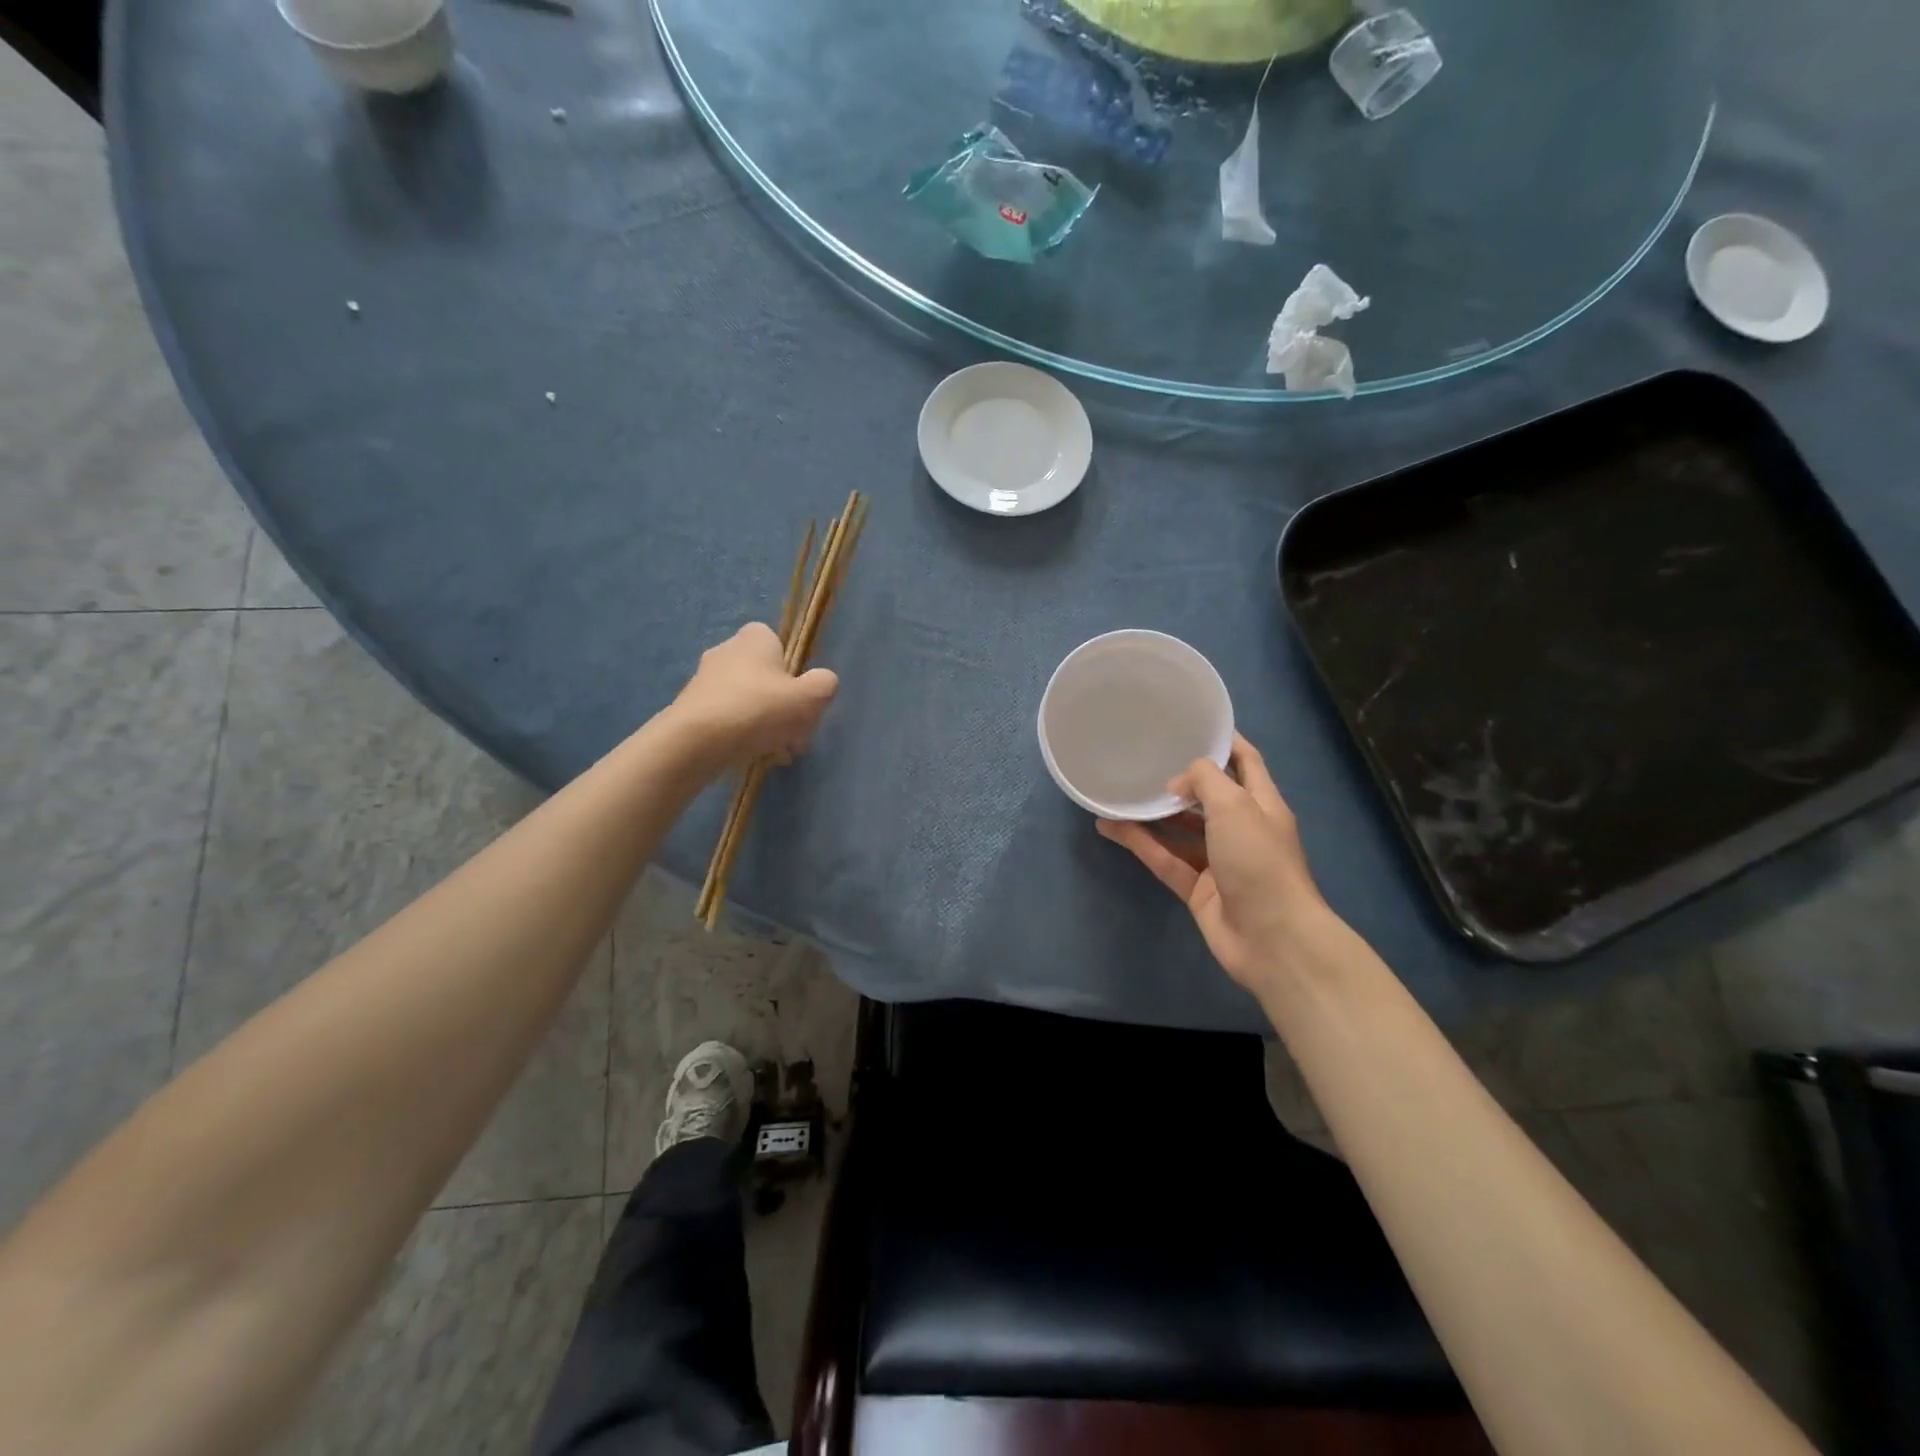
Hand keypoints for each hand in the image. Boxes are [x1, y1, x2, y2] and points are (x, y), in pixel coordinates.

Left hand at [670, 623, 838, 765]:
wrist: (696, 741)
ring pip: (746, 701)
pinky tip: (749, 756)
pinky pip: (725, 719)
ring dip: (763, 724)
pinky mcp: (689, 708)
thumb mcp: (811, 697)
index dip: (794, 672)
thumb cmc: (759, 709)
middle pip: (764, 677)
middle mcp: (726, 650)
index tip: (801, 699)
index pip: (779, 645)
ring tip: (775, 753)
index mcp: (754, 638)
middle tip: (795, 735)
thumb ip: (825, 684)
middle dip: (781, 706)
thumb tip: (822, 683)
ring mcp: (703, 680)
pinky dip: (739, 735)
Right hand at [1098, 735, 1326, 992]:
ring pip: (1180, 829)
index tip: (1191, 724)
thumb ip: (1205, 781)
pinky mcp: (1197, 888)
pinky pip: (1164, 858)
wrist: (1272, 939)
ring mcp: (1219, 861)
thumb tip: (1176, 784)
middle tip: (1144, 758)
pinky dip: (1139, 843)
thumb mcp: (1235, 806)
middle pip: (1209, 796)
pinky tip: (1109, 827)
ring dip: (1153, 813)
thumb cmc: (1260, 861)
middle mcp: (1241, 829)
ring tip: (1119, 791)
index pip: (1245, 761)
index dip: (1223, 741)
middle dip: (1180, 779)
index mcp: (1262, 804)